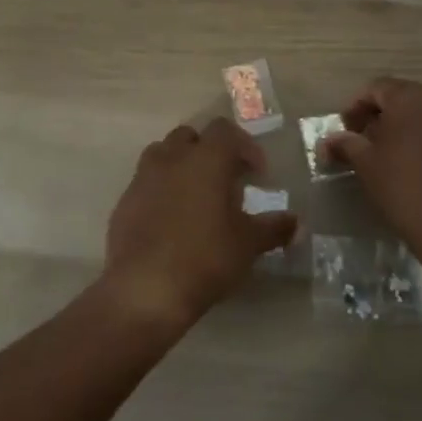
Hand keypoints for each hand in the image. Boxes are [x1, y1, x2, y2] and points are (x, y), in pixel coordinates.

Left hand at [103, 118, 297, 328]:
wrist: (144, 289)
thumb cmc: (204, 257)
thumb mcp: (247, 244)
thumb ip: (273, 228)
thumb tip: (297, 223)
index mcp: (205, 158)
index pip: (225, 130)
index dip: (245, 146)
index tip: (257, 174)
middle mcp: (172, 158)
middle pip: (191, 137)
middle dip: (210, 152)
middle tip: (227, 181)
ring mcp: (143, 177)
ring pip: (164, 154)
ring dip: (182, 166)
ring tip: (197, 197)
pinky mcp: (124, 201)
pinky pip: (146, 182)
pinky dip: (161, 190)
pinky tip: (172, 221)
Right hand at [325, 77, 421, 280]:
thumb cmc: (405, 189)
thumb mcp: (366, 166)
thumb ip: (346, 145)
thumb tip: (328, 140)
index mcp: (408, 98)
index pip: (376, 88)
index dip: (356, 106)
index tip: (345, 129)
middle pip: (402, 98)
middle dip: (380, 115)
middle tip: (364, 140)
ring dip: (405, 128)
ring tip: (390, 155)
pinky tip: (419, 169)